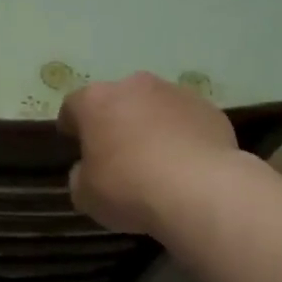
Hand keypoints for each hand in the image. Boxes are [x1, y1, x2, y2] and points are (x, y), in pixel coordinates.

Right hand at [58, 72, 241, 235]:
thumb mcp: (86, 195)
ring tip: (157, 160)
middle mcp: (134, 86)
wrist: (200, 190)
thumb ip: (80, 176)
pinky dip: (182, 136)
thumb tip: (87, 170)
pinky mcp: (209, 109)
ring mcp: (176, 93)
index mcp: (96, 101)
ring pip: (155, 107)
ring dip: (151, 125)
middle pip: (117, 100)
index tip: (74, 143)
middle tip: (117, 154)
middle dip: (115, 121)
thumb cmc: (129, 188)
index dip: (72, 125)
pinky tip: (186, 164)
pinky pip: (186, 121)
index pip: (73, 106)